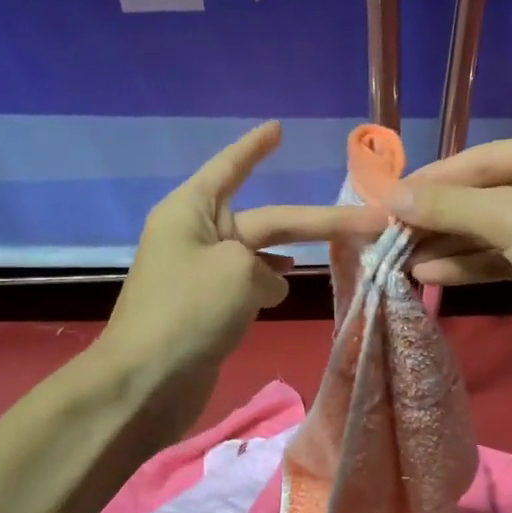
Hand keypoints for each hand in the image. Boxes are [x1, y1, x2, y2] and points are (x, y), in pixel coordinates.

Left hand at [99, 122, 384, 433]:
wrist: (143, 384)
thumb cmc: (187, 312)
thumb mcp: (238, 273)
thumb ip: (266, 269)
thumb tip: (268, 284)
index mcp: (192, 210)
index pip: (230, 166)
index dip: (256, 147)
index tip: (278, 128)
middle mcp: (196, 234)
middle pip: (266, 220)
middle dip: (314, 221)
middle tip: (368, 217)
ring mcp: (201, 273)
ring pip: (259, 254)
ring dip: (291, 254)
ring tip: (340, 253)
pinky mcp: (207, 307)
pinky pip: (247, 283)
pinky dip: (269, 283)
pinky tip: (287, 288)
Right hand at [389, 125, 511, 371]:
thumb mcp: (510, 219)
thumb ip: (448, 205)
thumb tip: (390, 195)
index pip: (483, 159)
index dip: (432, 179)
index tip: (386, 195)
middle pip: (487, 195)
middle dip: (438, 218)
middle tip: (389, 231)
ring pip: (495, 228)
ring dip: (450, 245)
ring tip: (401, 258)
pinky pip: (508, 254)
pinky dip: (473, 263)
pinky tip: (431, 275)